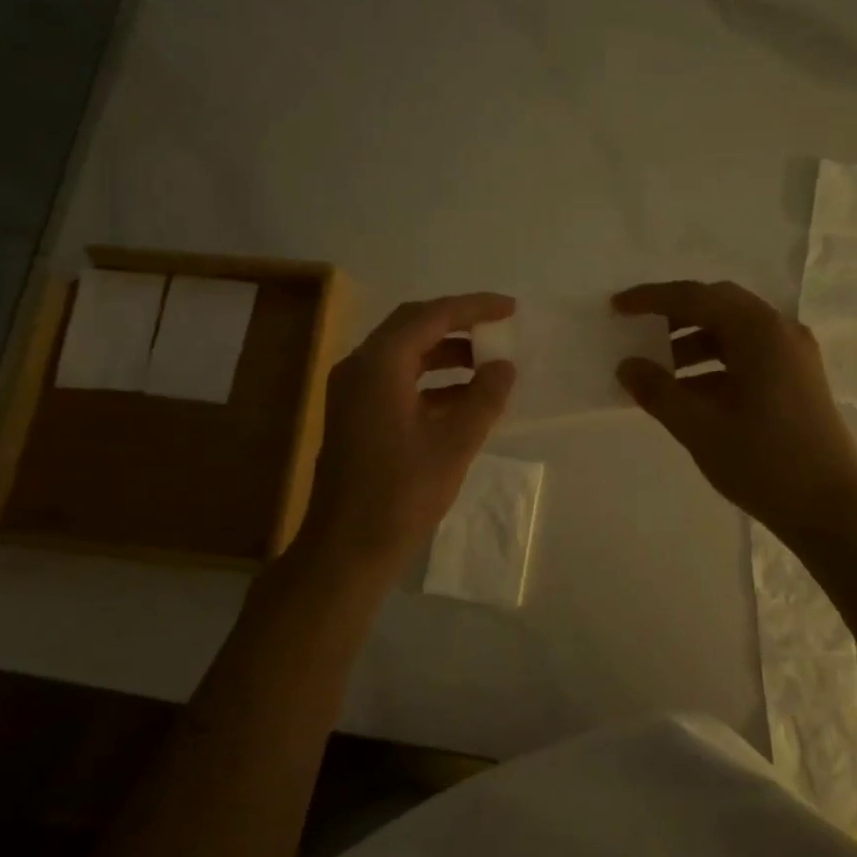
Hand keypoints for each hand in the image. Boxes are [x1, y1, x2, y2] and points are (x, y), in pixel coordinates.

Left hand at [296, 293, 517, 575]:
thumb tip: (504, 367)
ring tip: (489, 363)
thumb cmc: (401, 495)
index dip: (473, 307)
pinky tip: (464, 399)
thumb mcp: (453, 445)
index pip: (431, 316)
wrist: (346, 548)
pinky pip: (397, 381)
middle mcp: (359, 367)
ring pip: (404, 354)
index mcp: (378, 365)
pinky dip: (431, 382)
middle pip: (412, 326)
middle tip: (498, 327)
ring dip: (445, 354)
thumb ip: (484, 399)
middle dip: (458, 324)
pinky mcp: (355, 416)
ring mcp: (353, 392)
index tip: (510, 308)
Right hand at [613, 281, 856, 546]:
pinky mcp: (797, 379)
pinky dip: (715, 364)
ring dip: (693, 343)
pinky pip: (748, 355)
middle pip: (718, 306)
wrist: (830, 509)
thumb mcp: (699, 426)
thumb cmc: (763, 461)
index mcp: (759, 331)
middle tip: (639, 331)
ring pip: (734, 332)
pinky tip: (689, 392)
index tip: (617, 307)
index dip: (652, 299)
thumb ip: (658, 391)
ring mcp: (793, 355)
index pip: (696, 298)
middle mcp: (780, 331)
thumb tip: (627, 366)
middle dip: (675, 316)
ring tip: (659, 371)